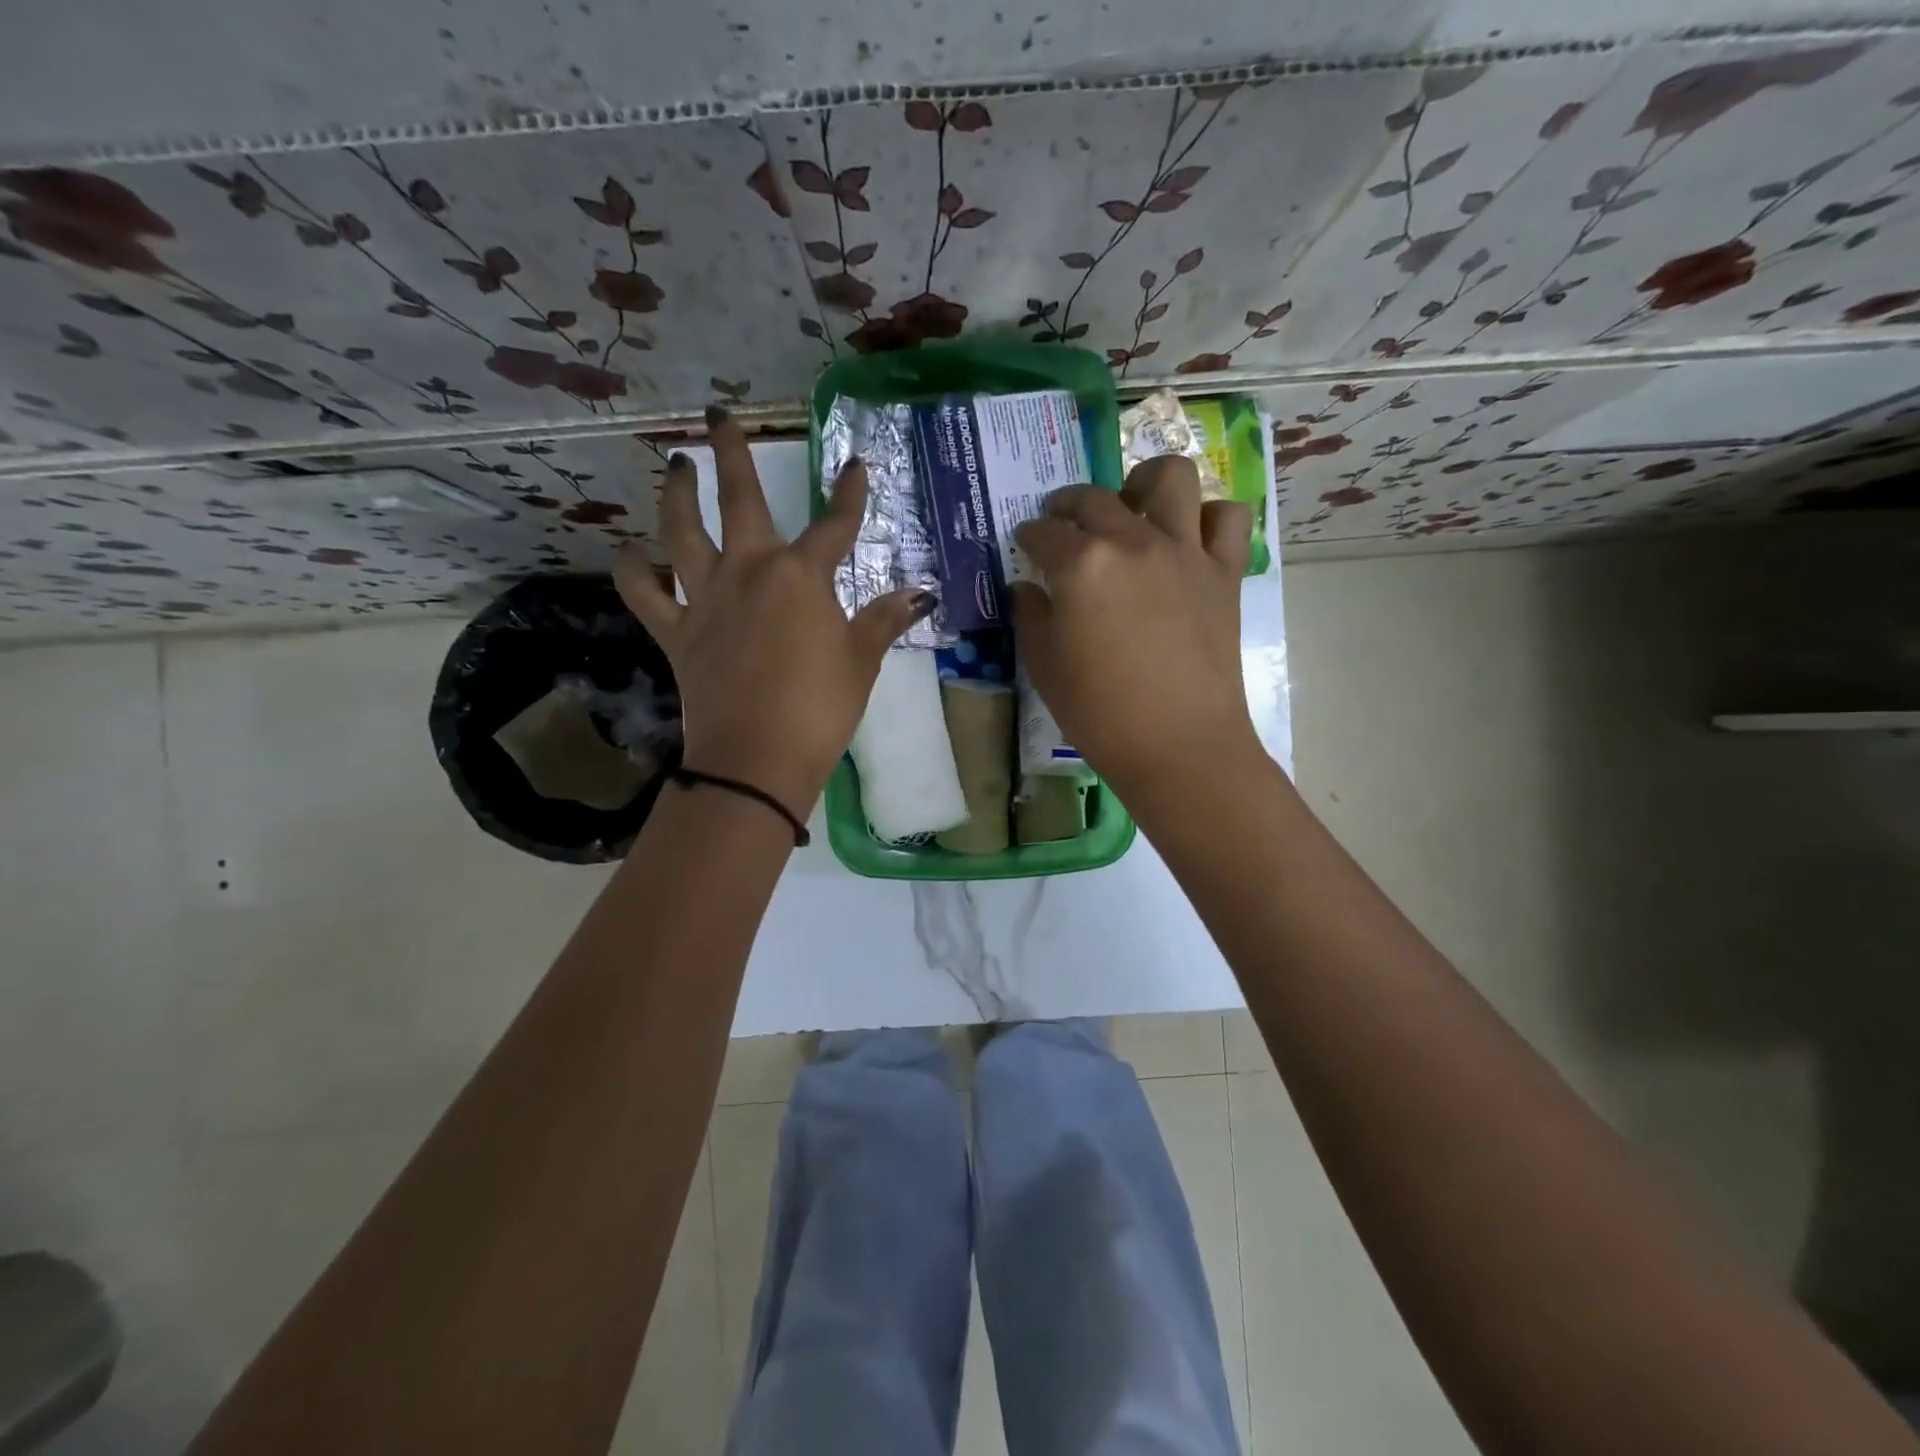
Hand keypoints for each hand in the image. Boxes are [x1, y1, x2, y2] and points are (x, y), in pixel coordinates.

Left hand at [615, 407, 934, 822]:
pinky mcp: (676, 631)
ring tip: (675, 466)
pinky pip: (644, 591)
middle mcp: (749, 571)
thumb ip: (883, 621)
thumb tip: (919, 594)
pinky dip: (633, 570)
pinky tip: (632, 553)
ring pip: (681, 531)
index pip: (834, 526)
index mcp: (801, 576)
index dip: (848, 494)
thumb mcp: (861, 662)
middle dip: (733, 452)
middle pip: (740, 500)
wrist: (757, 757)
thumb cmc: (820, 708)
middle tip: (720, 416)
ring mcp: (706, 598)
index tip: (855, 465)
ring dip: (676, 493)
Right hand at [1010, 455, 1258, 805]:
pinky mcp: (1224, 572)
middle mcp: (1133, 542)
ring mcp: (1185, 551)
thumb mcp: (1044, 666)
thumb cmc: (1099, 713)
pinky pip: (1227, 519)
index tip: (1026, 542)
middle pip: (1095, 499)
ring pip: (1171, 478)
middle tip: (1061, 522)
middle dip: (1068, 505)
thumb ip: (1031, 617)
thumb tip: (1029, 588)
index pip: (1044, 533)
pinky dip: (1208, 517)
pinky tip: (1188, 538)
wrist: (1178, 745)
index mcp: (1082, 564)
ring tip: (1133, 505)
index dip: (1029, 535)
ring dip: (1145, 483)